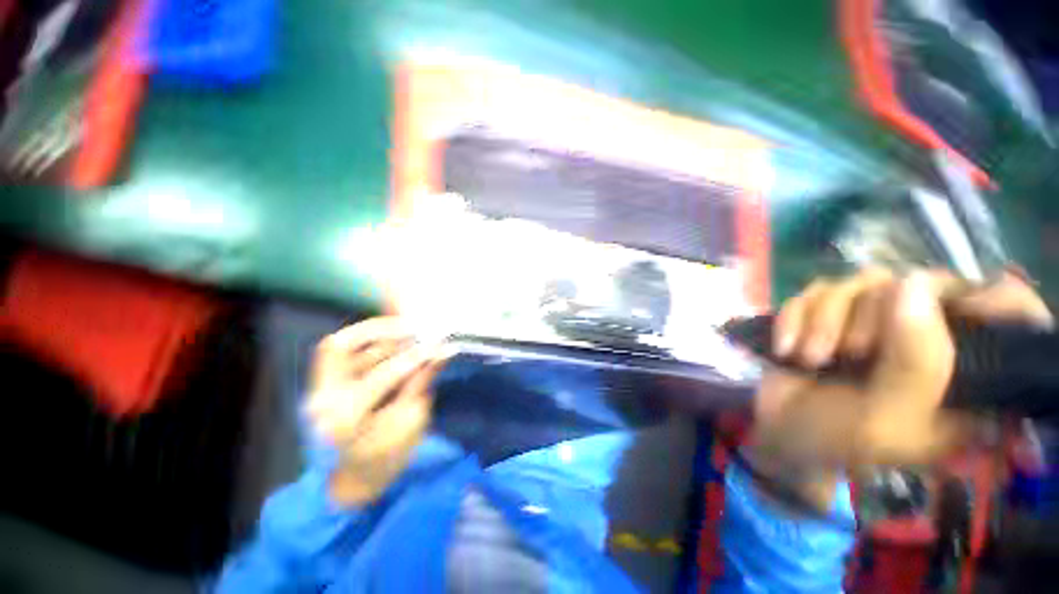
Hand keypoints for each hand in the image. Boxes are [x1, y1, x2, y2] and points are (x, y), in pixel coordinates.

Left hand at [307, 317, 452, 504]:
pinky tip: (393, 340)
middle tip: (413, 325)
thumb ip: (421, 383)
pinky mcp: (324, 384)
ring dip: (378, 333)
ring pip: (342, 345)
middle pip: (341, 346)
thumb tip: (442, 352)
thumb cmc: (385, 459)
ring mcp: (319, 389)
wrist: (351, 481)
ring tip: (408, 330)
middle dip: (380, 329)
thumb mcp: (409, 423)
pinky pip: (345, 352)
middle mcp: (323, 399)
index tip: (439, 345)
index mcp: (345, 420)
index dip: (414, 357)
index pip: (382, 376)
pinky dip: (371, 341)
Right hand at [754, 268, 1050, 470]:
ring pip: (859, 282)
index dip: (990, 299)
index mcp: (964, 370)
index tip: (953, 313)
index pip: (1007, 309)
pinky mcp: (829, 314)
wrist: (779, 432)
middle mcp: (927, 336)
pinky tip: (786, 348)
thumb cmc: (839, 440)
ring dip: (822, 320)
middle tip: (847, 356)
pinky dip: (794, 318)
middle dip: (866, 319)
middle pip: (915, 285)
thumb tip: (913, 285)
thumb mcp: (886, 418)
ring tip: (808, 358)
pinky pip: (815, 291)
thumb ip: (916, 362)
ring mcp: (874, 320)